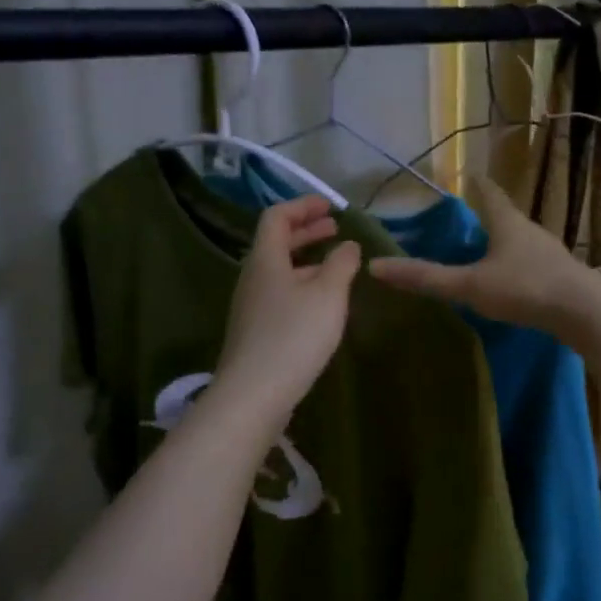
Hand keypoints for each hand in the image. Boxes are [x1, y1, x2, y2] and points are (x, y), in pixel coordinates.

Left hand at [216, 195, 361, 423]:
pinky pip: (280, 295)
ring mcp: (252, 307)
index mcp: (265, 259)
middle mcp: (253, 278)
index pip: (277, 217)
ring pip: (279, 271)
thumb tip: (348, 245)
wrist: (254, 394)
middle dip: (306, 231)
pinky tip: (322, 304)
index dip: (302, 206)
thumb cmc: (294, 335)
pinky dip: (302, 285)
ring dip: (306, 260)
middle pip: (276, 243)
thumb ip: (341, 264)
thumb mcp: (328, 294)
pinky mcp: (256, 332)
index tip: (330, 207)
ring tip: (336, 266)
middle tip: (334, 228)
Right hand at [367, 174, 600, 334]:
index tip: (469, 174)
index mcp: (507, 223)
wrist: (585, 312)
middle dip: (489, 216)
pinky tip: (513, 281)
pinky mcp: (563, 276)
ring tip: (487, 251)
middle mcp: (531, 231)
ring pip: (522, 241)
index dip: (476, 184)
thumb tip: (376, 267)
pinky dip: (519, 265)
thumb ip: (426, 278)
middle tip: (469, 218)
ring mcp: (551, 253)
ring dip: (505, 242)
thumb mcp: (470, 285)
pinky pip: (534, 263)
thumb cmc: (524, 289)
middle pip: (507, 216)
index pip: (489, 193)